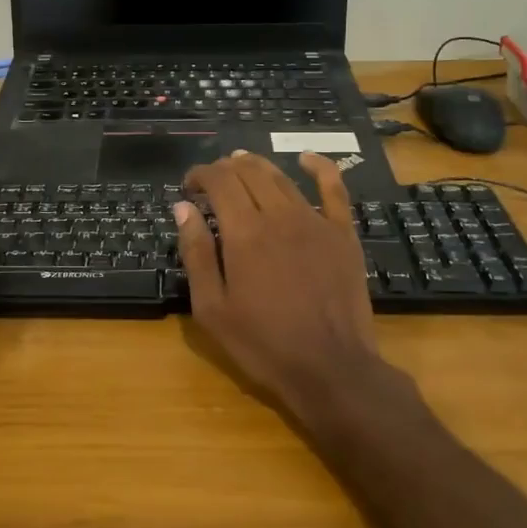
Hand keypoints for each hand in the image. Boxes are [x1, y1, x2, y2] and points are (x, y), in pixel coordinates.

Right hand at [175, 151, 397, 420]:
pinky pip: (334, 188)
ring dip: (257, 166)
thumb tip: (184, 208)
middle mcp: (279, 215)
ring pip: (282, 177)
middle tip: (212, 182)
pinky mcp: (342, 233)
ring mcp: (315, 221)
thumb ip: (196, 253)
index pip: (219, 181)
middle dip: (225, 168)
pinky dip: (319, 167)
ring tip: (242, 166)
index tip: (188, 187)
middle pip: (249, 172)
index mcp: (244, 233)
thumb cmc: (263, 344)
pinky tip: (307, 158)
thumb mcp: (212, 308)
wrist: (330, 368)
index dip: (200, 175)